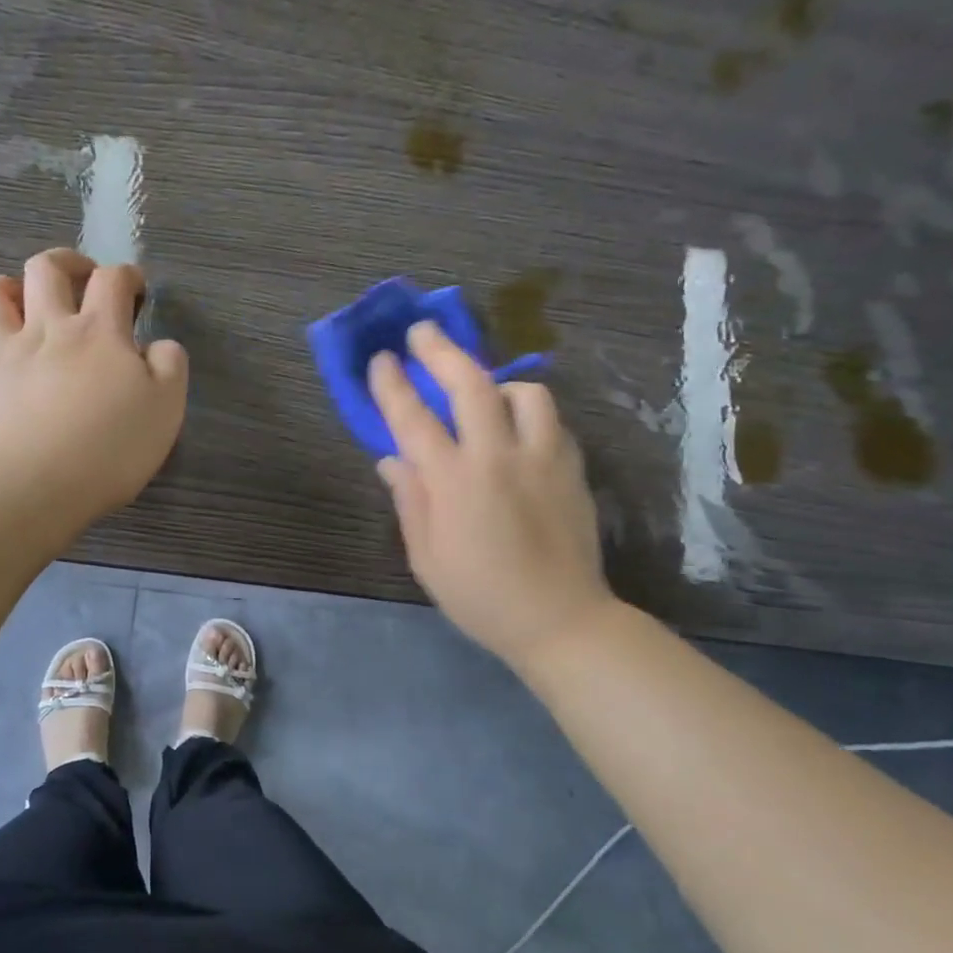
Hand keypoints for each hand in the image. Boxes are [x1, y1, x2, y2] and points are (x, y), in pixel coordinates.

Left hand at [0, 249, 187, 520]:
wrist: (37, 485)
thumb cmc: (111, 448)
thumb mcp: (167, 408)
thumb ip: (169, 366)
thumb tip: (159, 345)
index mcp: (99, 332)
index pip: (112, 280)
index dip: (126, 276)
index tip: (134, 290)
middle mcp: (47, 329)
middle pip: (46, 269)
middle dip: (66, 263)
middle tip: (79, 280)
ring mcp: (2, 353)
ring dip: (7, 289)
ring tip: (22, 304)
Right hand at [368, 323, 617, 670]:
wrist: (560, 620)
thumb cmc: (479, 595)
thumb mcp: (426, 557)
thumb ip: (410, 500)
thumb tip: (391, 459)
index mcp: (453, 482)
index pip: (413, 419)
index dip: (393, 385)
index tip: (380, 359)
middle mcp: (497, 458)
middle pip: (470, 384)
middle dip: (441, 351)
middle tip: (422, 332)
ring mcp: (542, 459)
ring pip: (524, 393)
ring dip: (496, 382)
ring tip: (484, 392)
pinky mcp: (572, 469)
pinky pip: (551, 421)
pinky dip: (529, 413)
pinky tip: (518, 429)